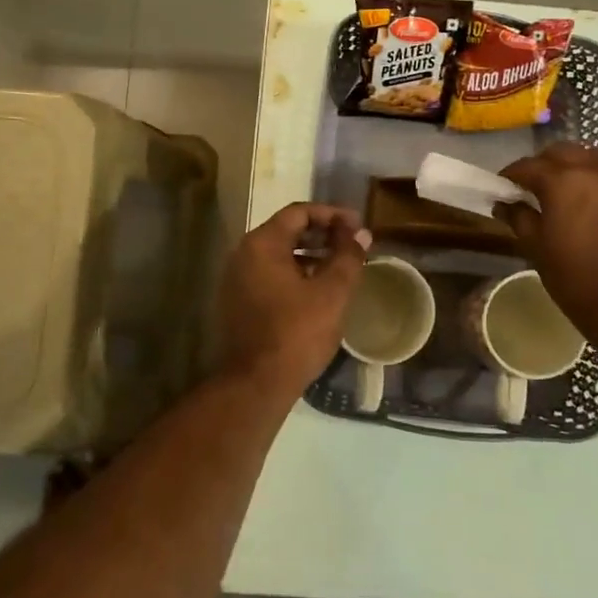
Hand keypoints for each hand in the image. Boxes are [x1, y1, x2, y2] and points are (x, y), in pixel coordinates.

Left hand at [216, 203, 370, 399]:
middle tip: (352, 244)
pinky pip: (270, 275)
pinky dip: (295, 273)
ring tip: (340, 266)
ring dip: (310, 255)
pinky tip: (318, 290)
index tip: (358, 226)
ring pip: (279, 255)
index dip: (332, 215)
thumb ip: (347, 257)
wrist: (256, 384)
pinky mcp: (238, 302)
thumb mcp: (332, 293)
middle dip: (322, 234)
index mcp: (262, 244)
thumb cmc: (296, 333)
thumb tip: (360, 234)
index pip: (299, 212)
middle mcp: (243, 254)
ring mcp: (237, 280)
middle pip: (286, 231)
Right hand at [497, 144, 597, 328]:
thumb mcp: (537, 250)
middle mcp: (596, 168)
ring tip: (577, 194)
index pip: (528, 166)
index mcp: (561, 181)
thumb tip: (505, 203)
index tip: (506, 187)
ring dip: (581, 170)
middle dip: (546, 166)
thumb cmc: (577, 281)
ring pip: (597, 159)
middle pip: (563, 153)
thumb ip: (520, 218)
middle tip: (539, 189)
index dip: (513, 175)